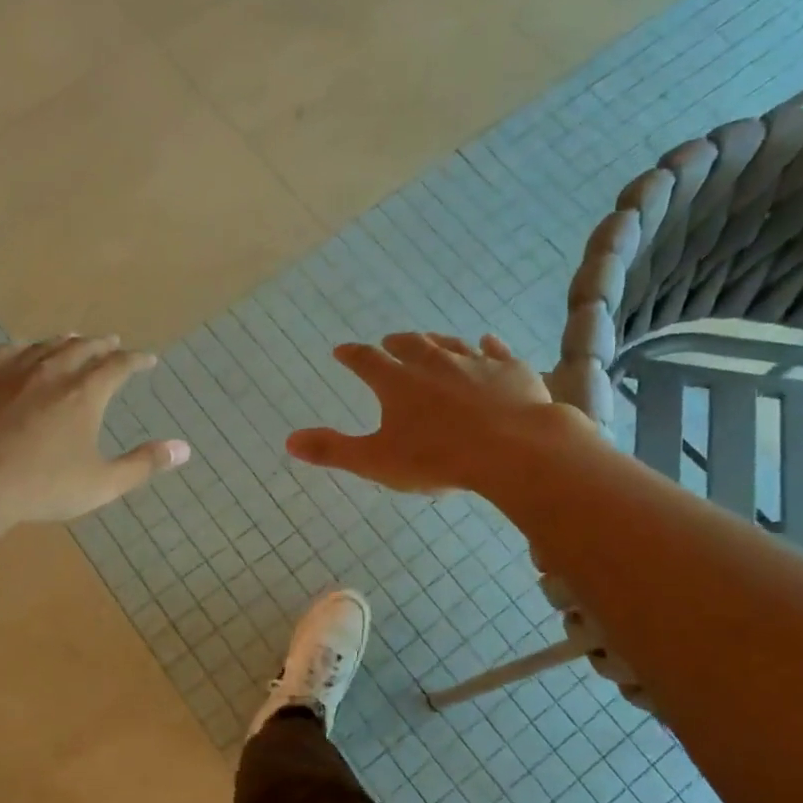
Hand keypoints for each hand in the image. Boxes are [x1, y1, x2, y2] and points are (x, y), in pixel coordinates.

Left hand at [0, 336, 189, 523]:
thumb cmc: (42, 486)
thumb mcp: (102, 483)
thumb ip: (143, 464)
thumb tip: (183, 449)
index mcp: (85, 393)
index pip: (119, 366)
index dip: (136, 360)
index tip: (148, 359)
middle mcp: (51, 372)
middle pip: (82, 348)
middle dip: (101, 345)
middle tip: (112, 342)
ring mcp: (11, 372)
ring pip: (44, 346)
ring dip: (64, 341)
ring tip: (73, 339)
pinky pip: (5, 352)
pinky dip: (22, 348)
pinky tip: (21, 350)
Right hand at [285, 332, 557, 494]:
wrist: (514, 450)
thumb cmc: (437, 458)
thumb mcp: (376, 461)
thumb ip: (332, 450)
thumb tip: (289, 441)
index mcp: (397, 382)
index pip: (366, 360)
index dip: (351, 355)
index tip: (342, 351)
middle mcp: (433, 362)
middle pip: (410, 345)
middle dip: (395, 344)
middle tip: (388, 343)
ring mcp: (475, 362)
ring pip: (450, 344)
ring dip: (437, 342)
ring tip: (430, 341)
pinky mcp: (511, 370)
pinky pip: (496, 350)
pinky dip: (488, 346)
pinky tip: (488, 342)